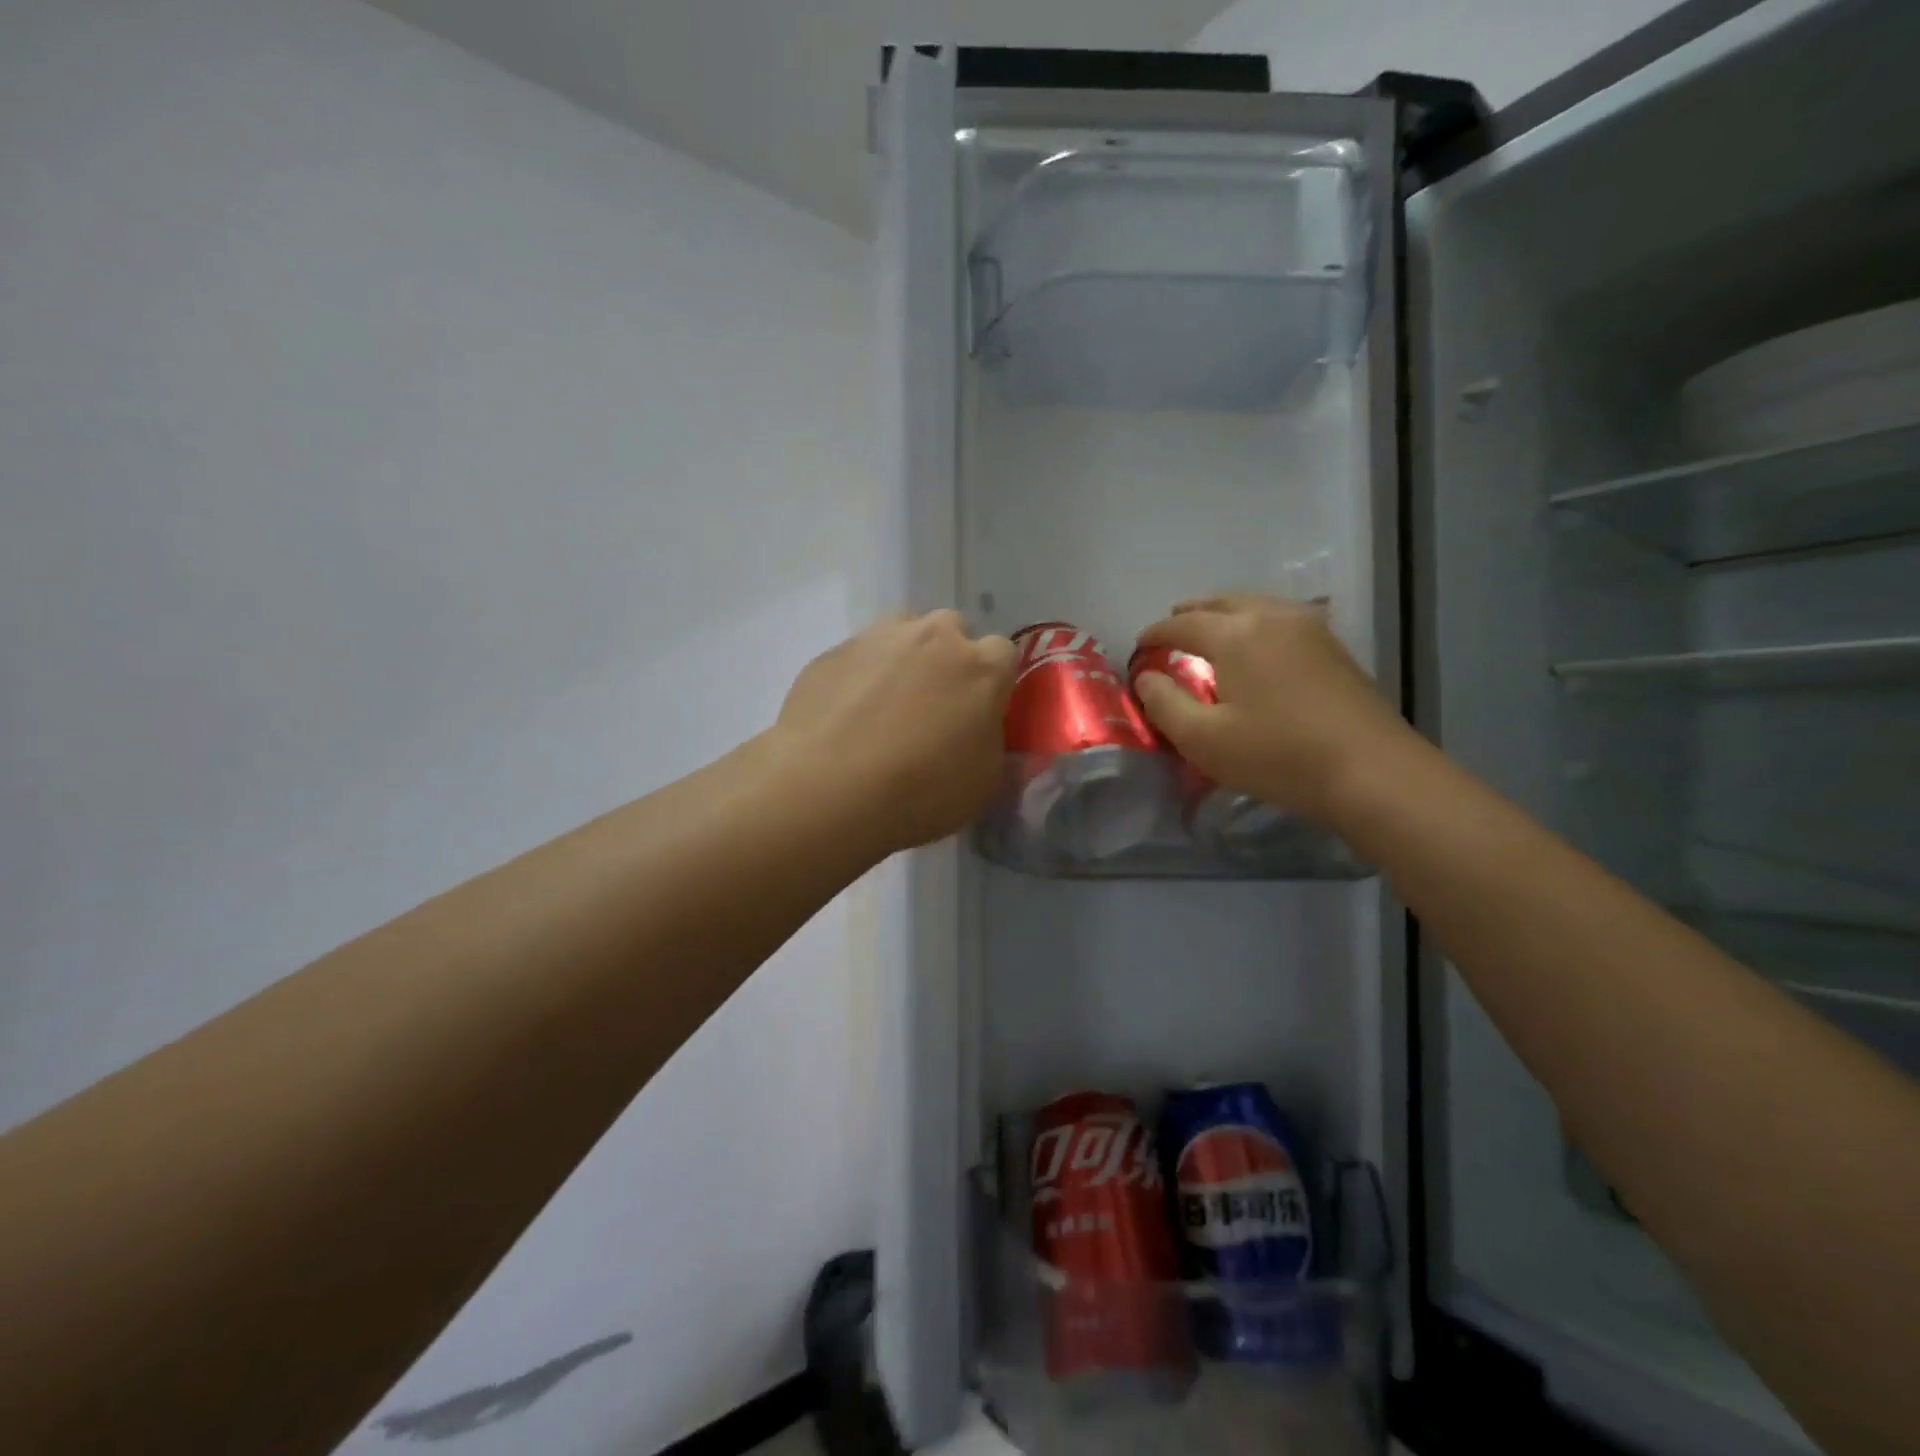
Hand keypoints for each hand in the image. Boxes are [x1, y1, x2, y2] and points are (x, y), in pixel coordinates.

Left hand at [772, 610, 1016, 853]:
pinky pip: (859, 656)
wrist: (825, 789)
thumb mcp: (983, 787)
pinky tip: (847, 716)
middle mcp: (933, 638)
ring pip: (903, 633)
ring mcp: (878, 638)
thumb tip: (991, 734)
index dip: (994, 681)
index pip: (1003, 653)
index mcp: (981, 668)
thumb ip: (997, 749)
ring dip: (905, 658)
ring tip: (887, 705)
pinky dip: (861, 676)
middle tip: (935, 705)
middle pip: (952, 630)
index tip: (980, 712)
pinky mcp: (833, 652)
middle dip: (949, 658)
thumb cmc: (920, 792)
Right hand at [1132, 594, 1411, 822]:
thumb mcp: (1203, 740)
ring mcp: (1310, 628)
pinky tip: (1256, 646)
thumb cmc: (1278, 756)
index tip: (1139, 648)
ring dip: (1225, 614)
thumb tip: (1147, 677)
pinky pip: (1281, 618)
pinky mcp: (1334, 647)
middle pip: (1222, 602)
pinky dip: (1256, 622)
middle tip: (1171, 630)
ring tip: (1209, 633)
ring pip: (1255, 604)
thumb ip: (1164, 703)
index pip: (1182, 624)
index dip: (1155, 634)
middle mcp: (1273, 617)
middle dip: (1190, 614)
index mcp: (1237, 634)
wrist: (1372, 771)